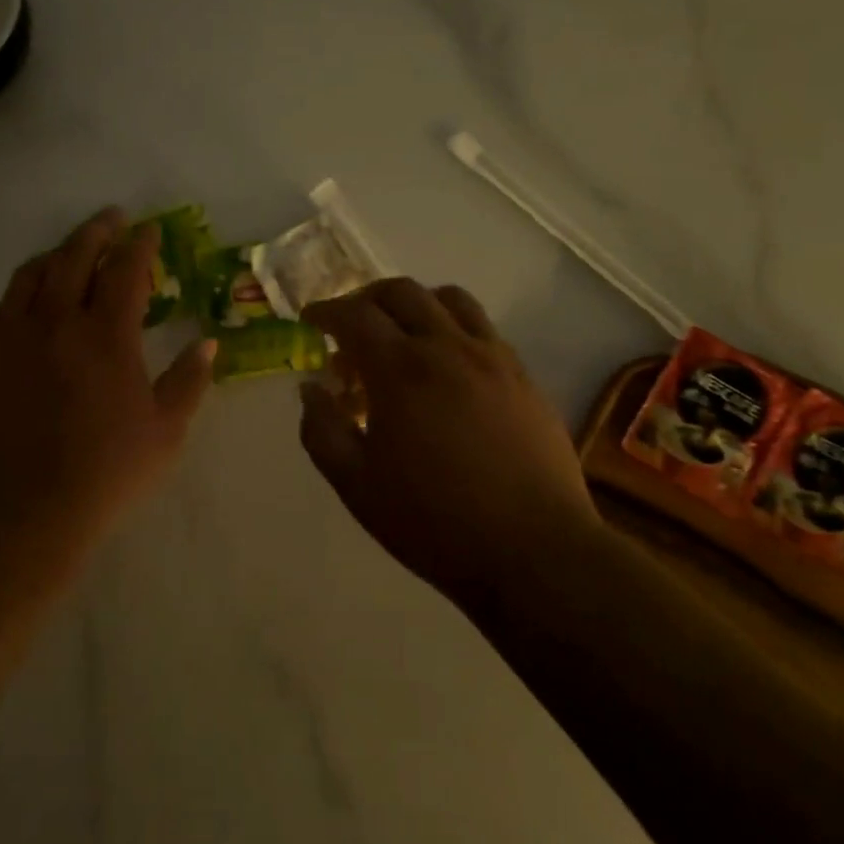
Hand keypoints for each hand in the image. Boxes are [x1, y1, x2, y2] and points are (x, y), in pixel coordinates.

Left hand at [0, 208, 214, 544]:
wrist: (23, 511)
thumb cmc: (106, 473)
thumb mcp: (166, 431)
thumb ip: (190, 380)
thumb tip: (208, 343)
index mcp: (107, 336)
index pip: (126, 270)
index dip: (141, 245)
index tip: (150, 230)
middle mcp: (57, 322)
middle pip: (75, 256)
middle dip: (97, 231)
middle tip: (112, 219)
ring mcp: (14, 338)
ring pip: (32, 274)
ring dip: (56, 252)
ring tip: (71, 248)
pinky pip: (1, 306)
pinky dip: (21, 289)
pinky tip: (29, 297)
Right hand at [300, 280, 599, 611]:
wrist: (533, 551)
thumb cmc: (433, 522)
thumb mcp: (356, 485)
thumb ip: (322, 430)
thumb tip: (311, 390)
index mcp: (400, 369)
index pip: (354, 315)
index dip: (325, 311)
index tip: (310, 321)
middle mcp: (448, 347)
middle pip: (401, 292)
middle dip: (366, 299)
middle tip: (350, 326)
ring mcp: (493, 358)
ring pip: (450, 300)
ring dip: (415, 305)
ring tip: (401, 336)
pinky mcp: (523, 376)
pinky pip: (483, 329)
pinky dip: (452, 328)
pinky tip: (447, 367)